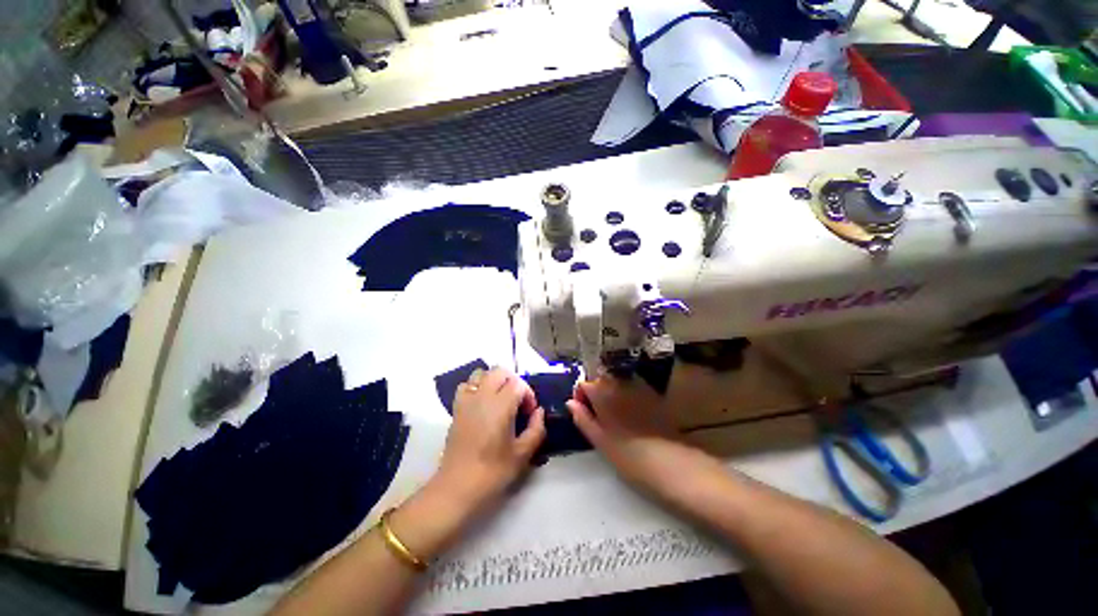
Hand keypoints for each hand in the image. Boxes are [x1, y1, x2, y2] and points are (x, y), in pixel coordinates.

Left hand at [433, 367, 546, 512]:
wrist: (457, 488)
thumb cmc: (493, 472)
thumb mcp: (523, 454)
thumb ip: (536, 428)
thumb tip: (539, 412)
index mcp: (500, 406)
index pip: (518, 384)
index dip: (528, 395)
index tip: (530, 413)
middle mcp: (482, 397)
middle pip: (500, 372)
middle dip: (513, 382)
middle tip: (518, 403)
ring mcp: (466, 401)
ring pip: (481, 374)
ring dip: (494, 381)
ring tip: (500, 400)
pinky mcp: (456, 409)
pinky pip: (467, 386)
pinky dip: (476, 387)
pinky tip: (482, 404)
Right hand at [567, 376, 718, 500]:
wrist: (673, 465)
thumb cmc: (630, 456)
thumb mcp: (600, 441)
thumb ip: (583, 419)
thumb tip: (570, 403)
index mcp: (603, 393)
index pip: (584, 384)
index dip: (580, 397)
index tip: (584, 414)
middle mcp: (620, 384)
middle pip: (600, 381)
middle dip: (596, 395)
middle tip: (599, 419)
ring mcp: (639, 388)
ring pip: (617, 385)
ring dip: (611, 396)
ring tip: (615, 419)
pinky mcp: (653, 396)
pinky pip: (633, 390)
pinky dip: (627, 398)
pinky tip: (633, 417)